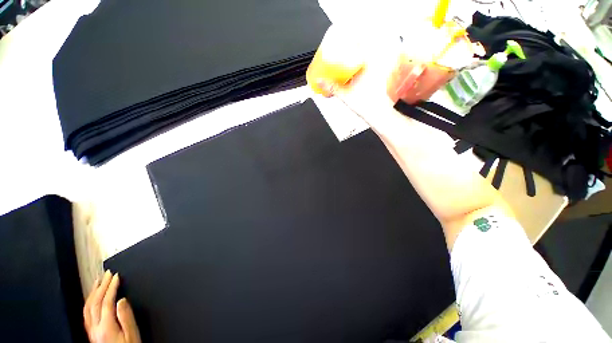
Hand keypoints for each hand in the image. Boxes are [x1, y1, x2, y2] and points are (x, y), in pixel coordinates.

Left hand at [84, 271, 140, 342]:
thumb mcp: (132, 334)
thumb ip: (126, 318)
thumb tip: (122, 300)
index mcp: (106, 327)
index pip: (107, 302)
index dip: (111, 287)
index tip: (117, 276)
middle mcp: (95, 327)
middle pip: (95, 303)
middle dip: (102, 286)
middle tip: (108, 274)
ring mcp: (90, 330)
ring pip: (88, 308)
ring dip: (93, 292)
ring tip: (98, 281)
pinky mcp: (90, 333)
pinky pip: (86, 314)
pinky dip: (89, 302)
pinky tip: (92, 298)